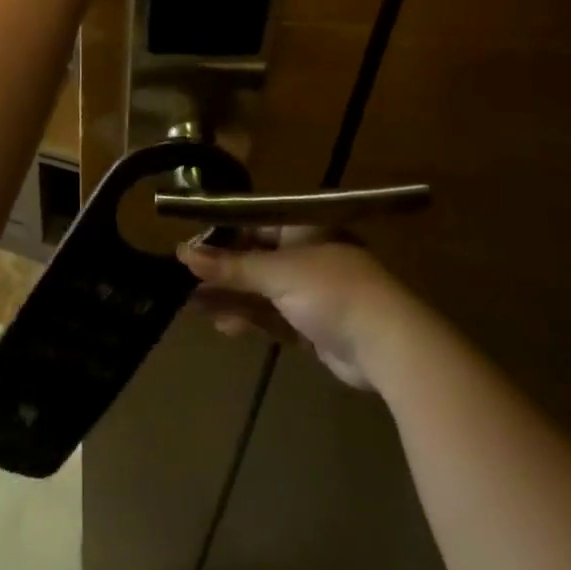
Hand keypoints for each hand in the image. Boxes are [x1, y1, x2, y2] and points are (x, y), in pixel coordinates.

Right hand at [179, 233, 418, 390]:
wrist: (389, 346)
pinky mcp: (314, 325)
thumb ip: (229, 265)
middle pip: (255, 259)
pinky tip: (224, 325)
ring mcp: (312, 291)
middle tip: (186, 282)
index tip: (191, 248)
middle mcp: (308, 254)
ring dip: (231, 298)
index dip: (222, 235)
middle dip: (222, 272)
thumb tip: (181, 252)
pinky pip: (273, 317)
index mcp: (304, 227)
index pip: (254, 223)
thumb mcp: (275, 272)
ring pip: (261, 291)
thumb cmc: (331, 290)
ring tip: (194, 307)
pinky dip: (250, 319)